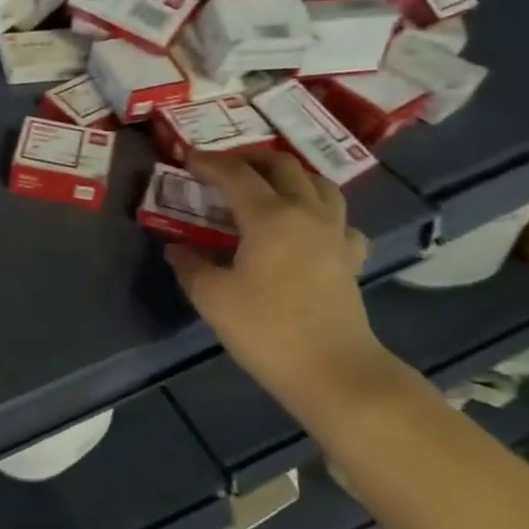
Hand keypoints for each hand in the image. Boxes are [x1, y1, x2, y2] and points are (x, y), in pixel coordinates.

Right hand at [164, 151, 388, 401]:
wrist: (333, 371)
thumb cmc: (267, 329)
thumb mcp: (212, 297)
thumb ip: (190, 265)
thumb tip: (177, 248)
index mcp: (270, 217)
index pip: (236, 175)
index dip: (209, 163)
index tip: (187, 158)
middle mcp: (306, 213)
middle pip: (283, 167)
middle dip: (250, 159)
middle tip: (224, 167)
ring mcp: (335, 234)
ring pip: (319, 184)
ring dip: (289, 175)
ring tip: (266, 185)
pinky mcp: (350, 257)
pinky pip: (338, 219)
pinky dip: (319, 210)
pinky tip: (306, 227)